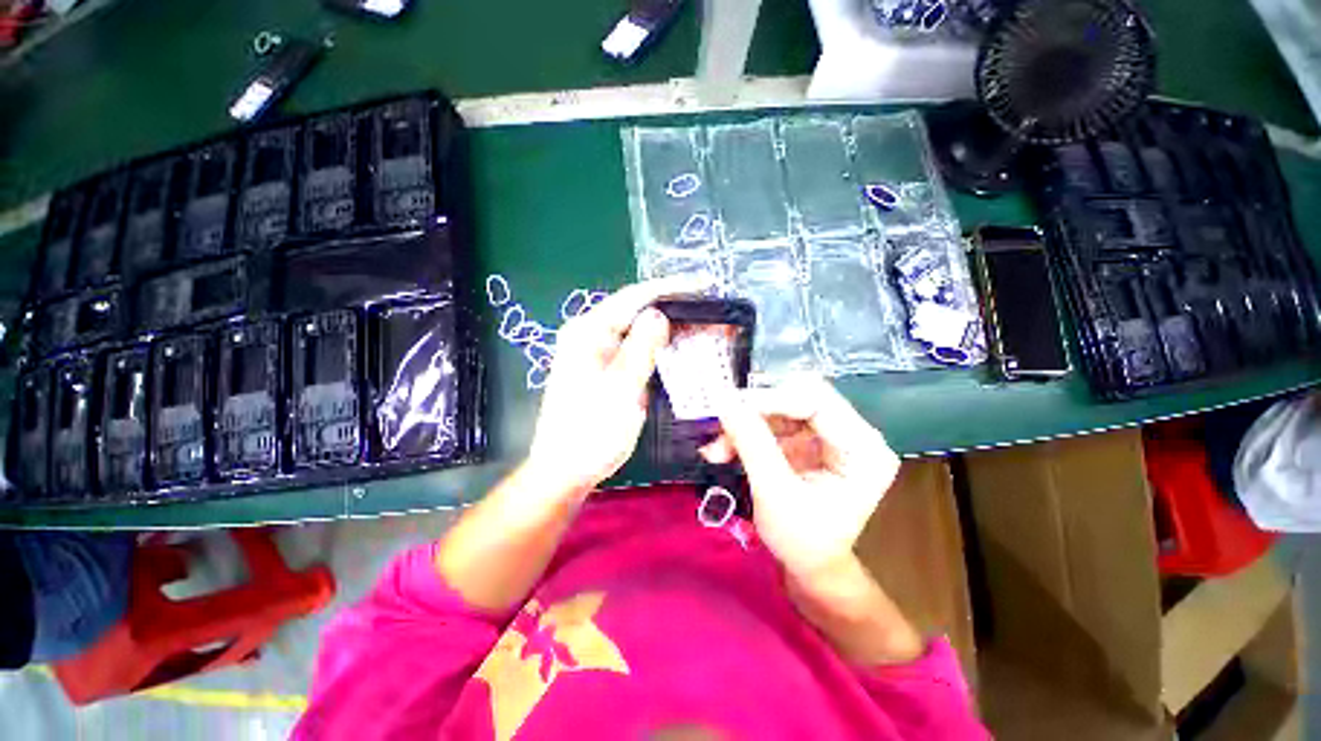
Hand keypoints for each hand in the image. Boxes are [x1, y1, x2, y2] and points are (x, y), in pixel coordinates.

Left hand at [526, 278, 698, 499]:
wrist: (566, 470)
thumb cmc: (591, 432)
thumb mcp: (621, 389)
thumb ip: (641, 349)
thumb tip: (659, 314)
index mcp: (587, 332)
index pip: (633, 298)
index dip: (669, 289)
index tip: (702, 285)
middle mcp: (589, 335)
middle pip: (635, 311)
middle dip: (672, 307)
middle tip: (708, 309)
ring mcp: (596, 353)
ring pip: (637, 331)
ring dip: (667, 328)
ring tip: (701, 325)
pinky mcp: (604, 370)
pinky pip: (635, 350)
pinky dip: (658, 347)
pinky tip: (679, 348)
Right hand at [703, 376, 900, 580]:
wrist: (811, 568)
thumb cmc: (802, 542)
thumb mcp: (775, 493)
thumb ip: (751, 442)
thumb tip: (723, 399)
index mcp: (863, 448)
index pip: (816, 400)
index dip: (770, 399)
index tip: (728, 408)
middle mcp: (853, 433)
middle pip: (798, 398)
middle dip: (754, 411)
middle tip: (721, 425)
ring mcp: (831, 435)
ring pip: (781, 408)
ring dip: (745, 424)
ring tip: (717, 449)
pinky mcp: (811, 440)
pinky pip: (774, 422)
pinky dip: (747, 433)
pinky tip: (726, 450)